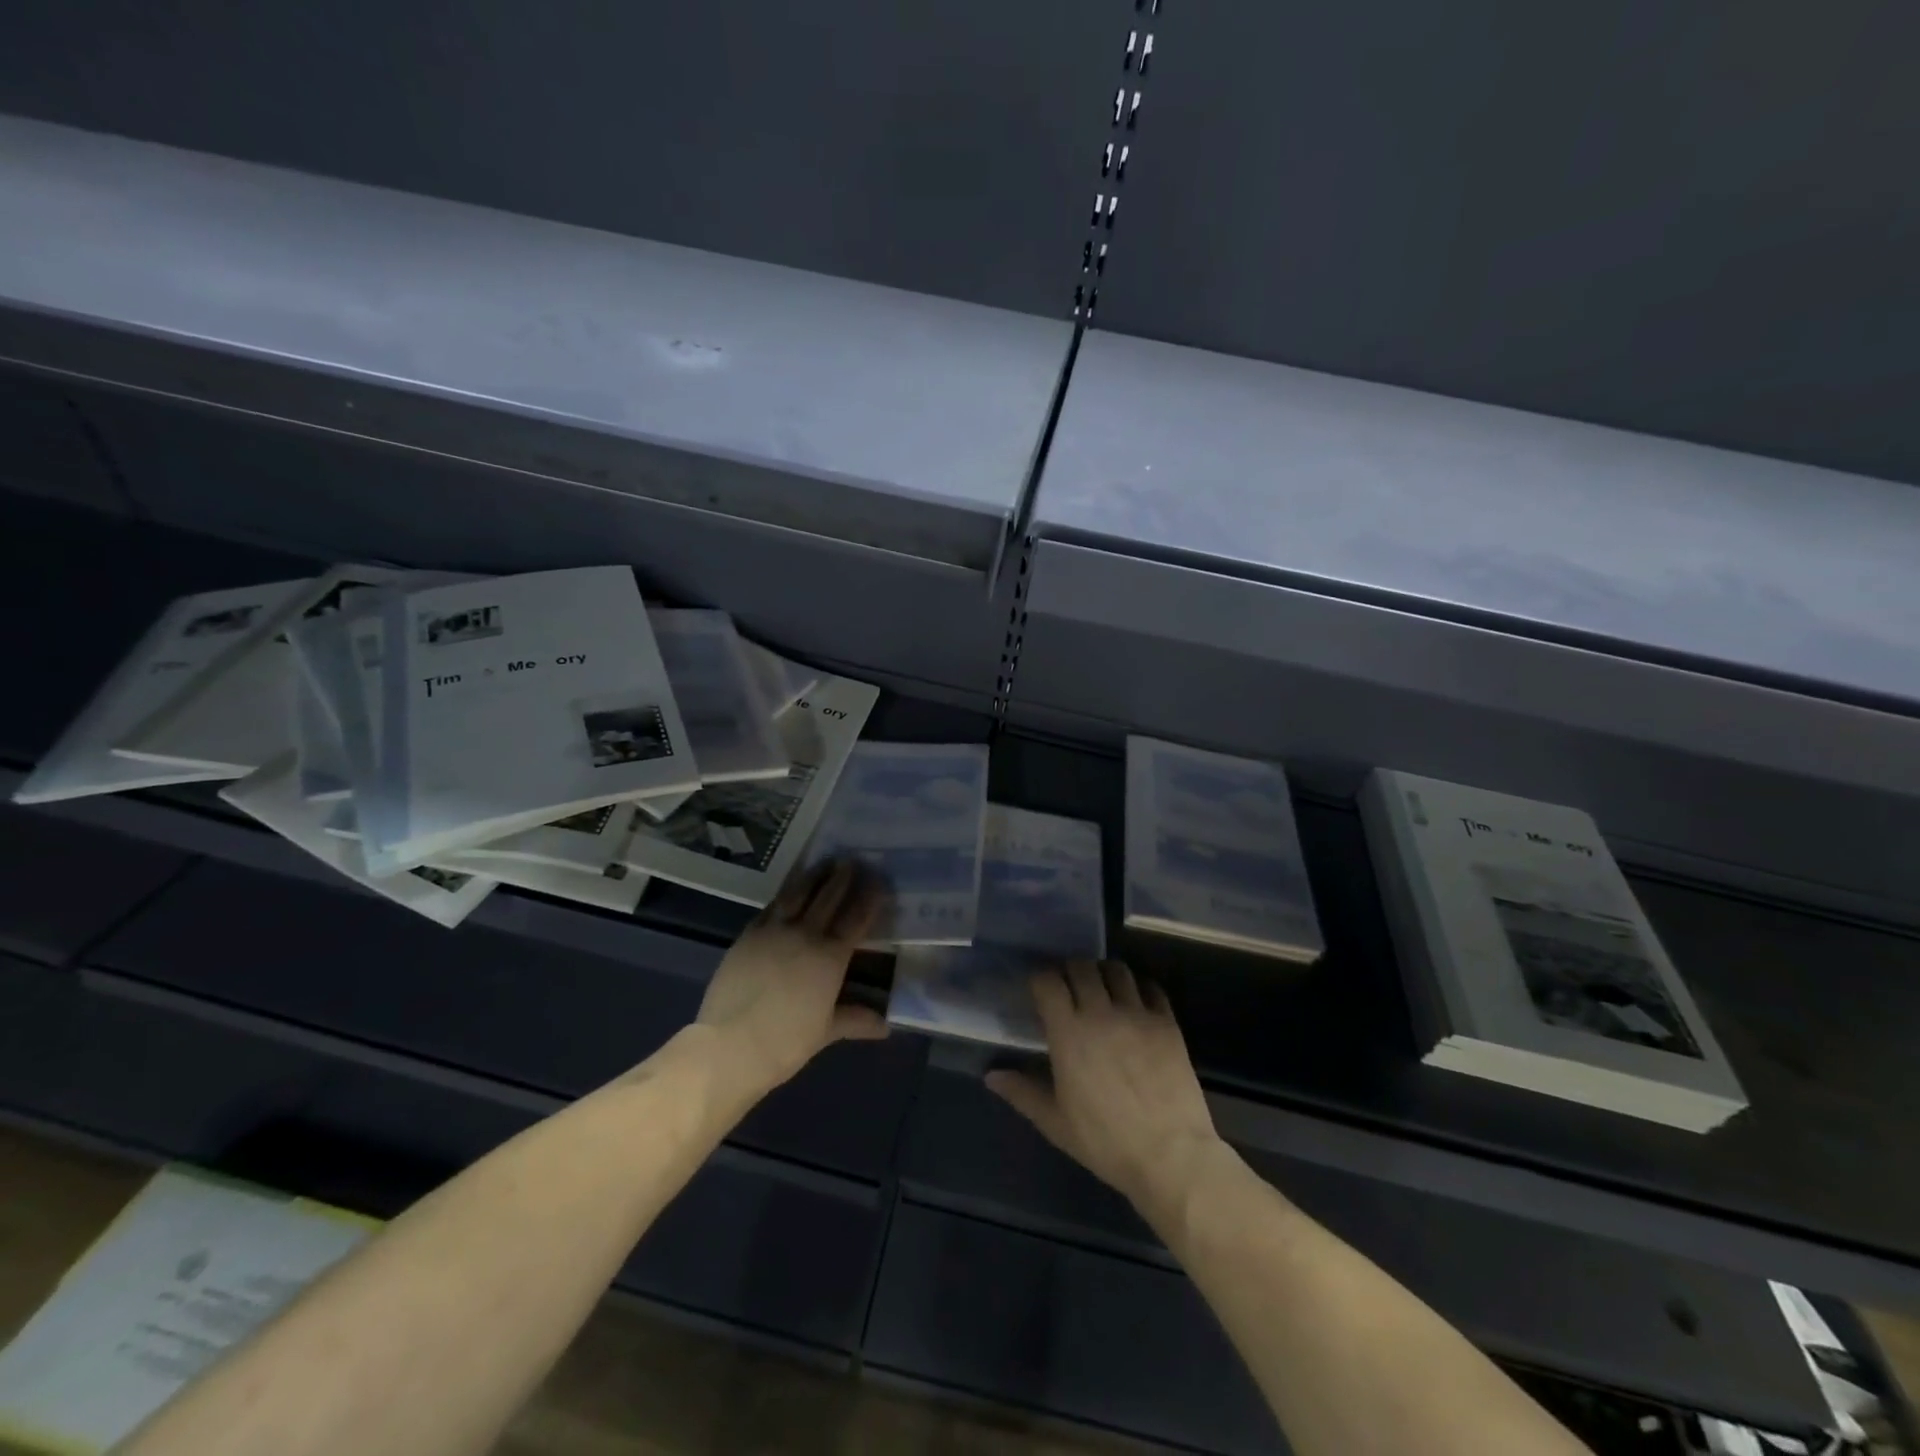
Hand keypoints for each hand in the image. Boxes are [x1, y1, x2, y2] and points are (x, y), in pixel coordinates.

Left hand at [696, 860, 888, 1094]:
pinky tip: (789, 889)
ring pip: (797, 893)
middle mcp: (805, 935)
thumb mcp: (825, 1031)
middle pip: (828, 897)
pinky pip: (770, 907)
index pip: (856, 918)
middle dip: (843, 877)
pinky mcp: (747, 935)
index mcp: (830, 957)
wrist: (730, 1046)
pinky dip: (784, 894)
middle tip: (853, 860)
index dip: (868, 897)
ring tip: (824, 862)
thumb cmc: (785, 1042)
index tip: (878, 880)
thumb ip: (855, 1019)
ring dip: (813, 875)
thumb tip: (884, 1025)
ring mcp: (773, 931)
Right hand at [987, 961, 1222, 1219]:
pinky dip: (1139, 988)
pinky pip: (1151, 988)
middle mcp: (1101, 1012)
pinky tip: (1134, 1003)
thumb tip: (991, 1076)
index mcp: (1069, 1033)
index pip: (1048, 981)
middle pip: (1081, 966)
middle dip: (1070, 970)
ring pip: (1117, 970)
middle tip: (1068, 987)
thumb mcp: (1056, 1122)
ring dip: (1104, 973)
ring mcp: (1138, 1014)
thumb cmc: (1106, 1141)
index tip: (1039, 990)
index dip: (1040, 979)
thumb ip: (1022, 1092)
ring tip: (1101, 989)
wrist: (1171, 1156)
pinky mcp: (1167, 1023)